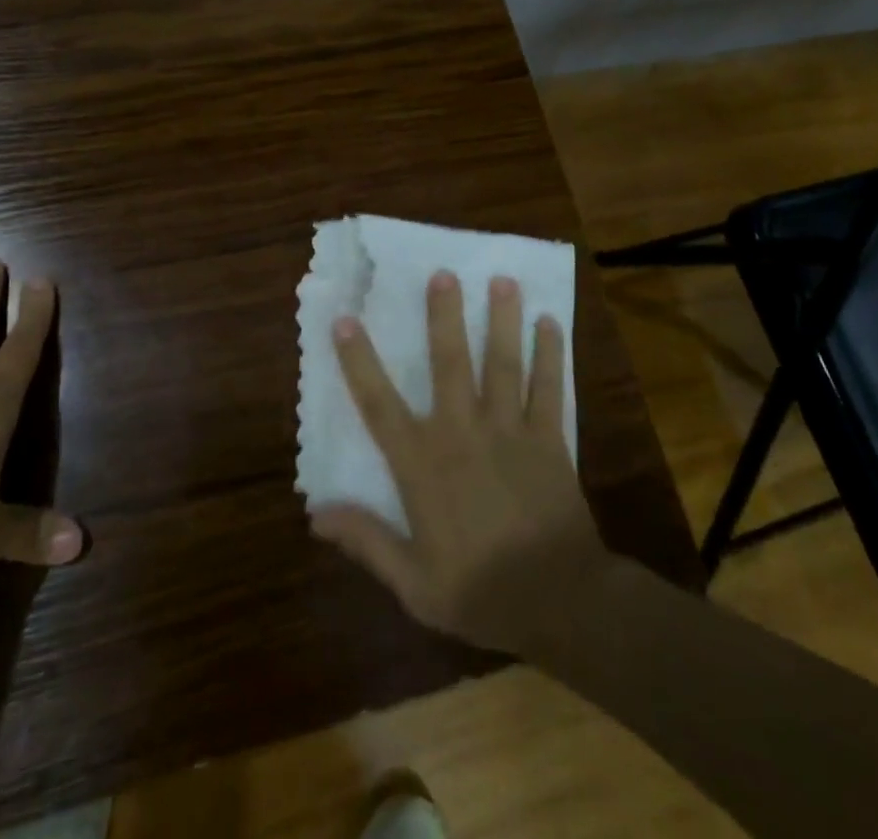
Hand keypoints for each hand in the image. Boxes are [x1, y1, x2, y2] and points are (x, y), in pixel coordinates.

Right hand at [309, 270, 610, 654]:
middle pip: (450, 363)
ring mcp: (510, 430)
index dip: (359, 361)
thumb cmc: (481, 592)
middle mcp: (463, 432)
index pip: (379, 404)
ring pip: (503, 364)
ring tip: (503, 279)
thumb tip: (316, 513)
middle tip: (444, 273)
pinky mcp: (550, 439)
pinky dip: (550, 355)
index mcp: (423, 463)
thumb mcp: (414, 582)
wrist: (561, 604)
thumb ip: (367, 541)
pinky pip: (549, 389)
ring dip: (502, 320)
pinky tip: (550, 323)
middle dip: (444, 316)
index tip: (345, 320)